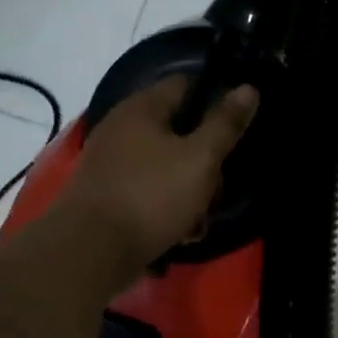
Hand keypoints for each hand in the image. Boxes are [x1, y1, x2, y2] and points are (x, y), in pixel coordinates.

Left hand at [56, 76, 258, 283]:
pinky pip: (148, 191)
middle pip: (179, 131)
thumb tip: (248, 87)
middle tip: (218, 186)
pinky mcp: (106, 195)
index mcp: (142, 108)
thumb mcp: (201, 158)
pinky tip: (180, 232)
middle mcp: (122, 128)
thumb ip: (226, 123)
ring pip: (167, 165)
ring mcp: (111, 163)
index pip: (185, 84)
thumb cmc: (151, 195)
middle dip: (206, 159)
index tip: (237, 124)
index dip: (215, 98)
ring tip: (199, 220)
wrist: (89, 253)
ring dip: (190, 190)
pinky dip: (167, 207)